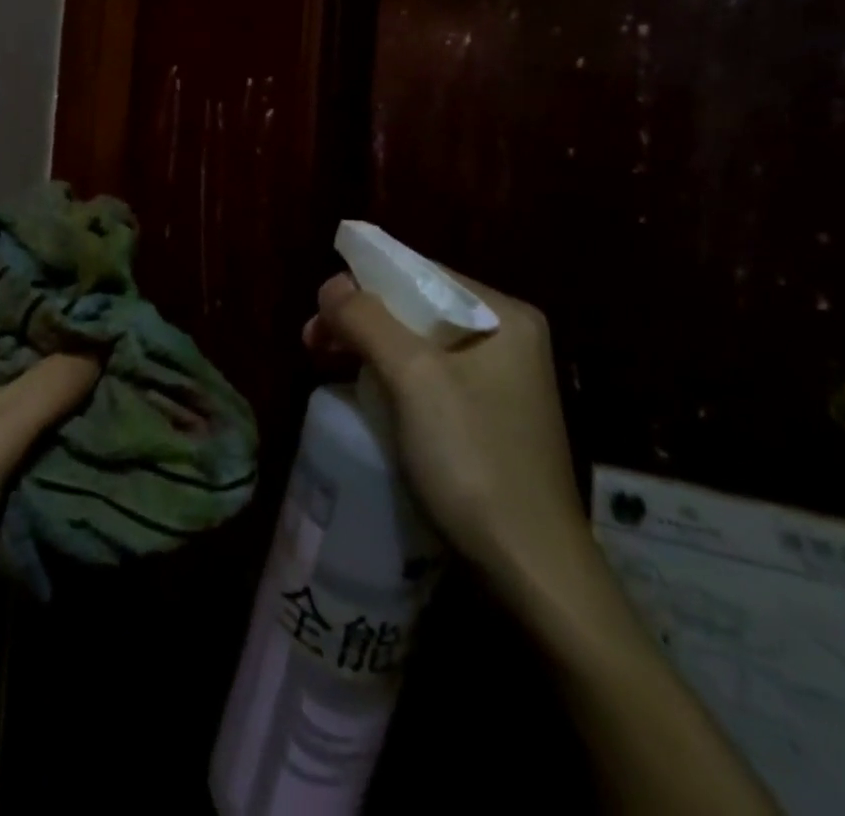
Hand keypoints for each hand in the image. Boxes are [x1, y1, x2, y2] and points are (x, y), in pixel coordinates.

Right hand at [303, 270, 589, 618]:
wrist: (532, 573)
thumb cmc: (473, 460)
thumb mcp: (412, 377)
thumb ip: (366, 318)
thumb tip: (331, 285)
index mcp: (503, 314)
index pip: (418, 272)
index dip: (361, 283)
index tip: (319, 313)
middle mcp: (508, 337)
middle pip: (416, 307)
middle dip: (360, 319)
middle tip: (312, 343)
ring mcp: (502, 381)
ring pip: (418, 343)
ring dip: (369, 348)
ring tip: (325, 364)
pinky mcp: (489, 418)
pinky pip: (429, 378)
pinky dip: (391, 377)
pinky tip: (364, 394)